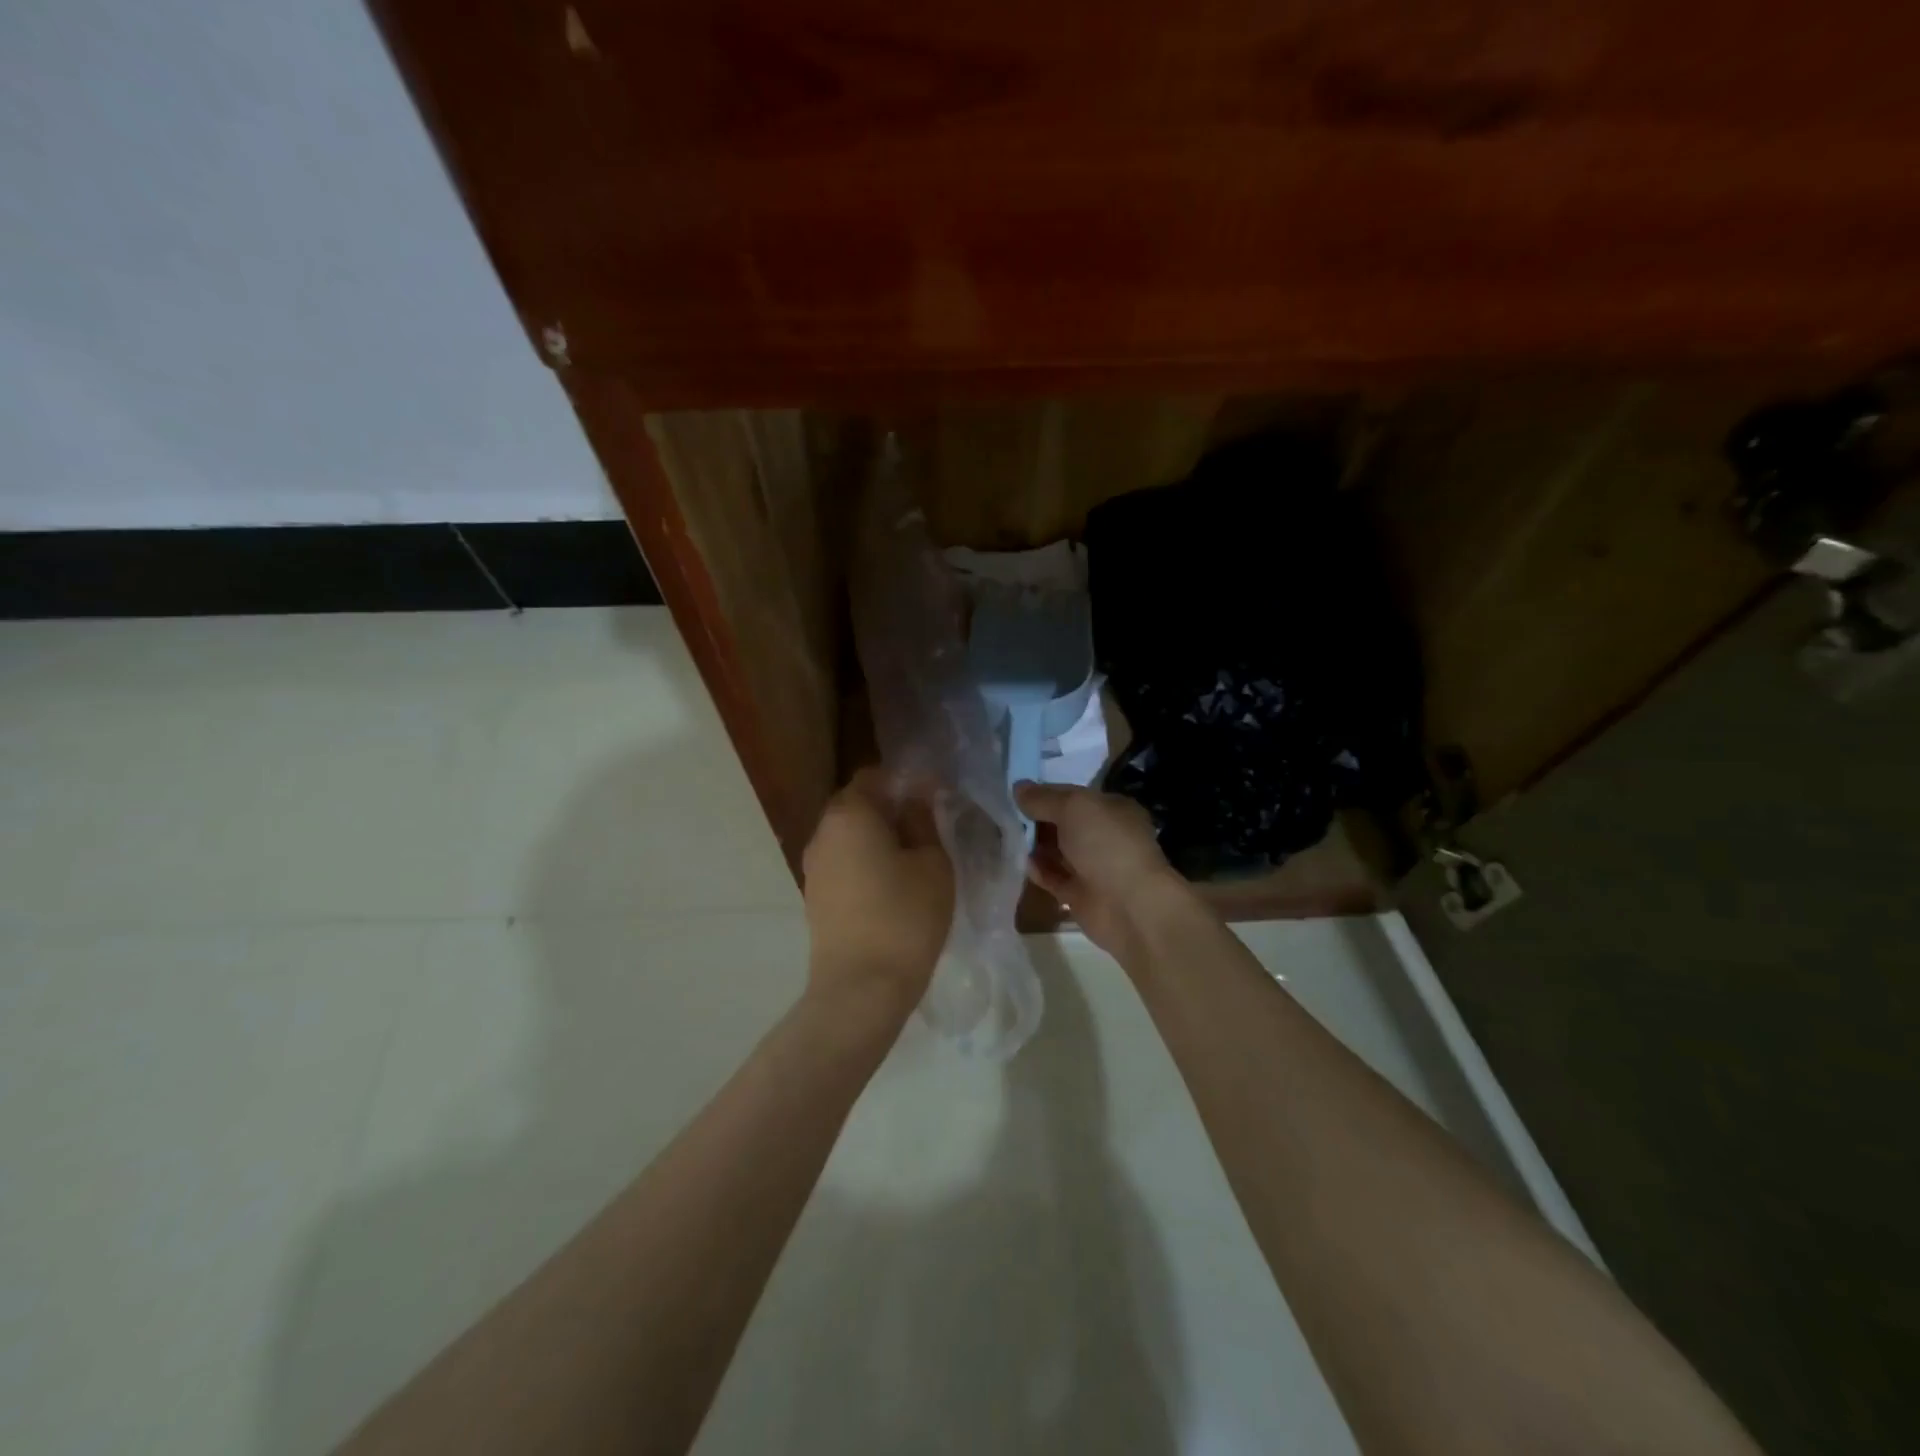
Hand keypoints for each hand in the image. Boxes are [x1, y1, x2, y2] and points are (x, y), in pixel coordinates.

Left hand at [801, 768, 953, 1019]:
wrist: (861, 988)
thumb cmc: (906, 916)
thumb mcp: (932, 863)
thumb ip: (923, 821)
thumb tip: (915, 800)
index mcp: (850, 814)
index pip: (874, 777)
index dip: (905, 782)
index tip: (934, 799)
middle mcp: (823, 833)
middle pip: (857, 805)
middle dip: (890, 809)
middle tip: (927, 828)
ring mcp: (814, 867)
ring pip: (849, 836)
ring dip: (877, 838)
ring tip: (912, 859)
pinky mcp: (815, 897)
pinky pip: (843, 864)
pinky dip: (865, 863)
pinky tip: (891, 886)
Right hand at [1016, 782, 1192, 958]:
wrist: (1130, 906)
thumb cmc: (1106, 845)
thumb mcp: (1074, 808)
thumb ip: (1043, 798)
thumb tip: (1018, 788)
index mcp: (1112, 809)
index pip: (1073, 795)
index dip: (1046, 793)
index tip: (1016, 793)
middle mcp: (1104, 836)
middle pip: (1063, 823)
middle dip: (1037, 819)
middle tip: (1004, 815)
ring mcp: (1093, 866)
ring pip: (1057, 850)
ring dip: (1033, 845)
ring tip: (1005, 836)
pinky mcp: (1080, 894)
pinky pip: (1053, 877)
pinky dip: (1038, 870)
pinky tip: (1021, 863)